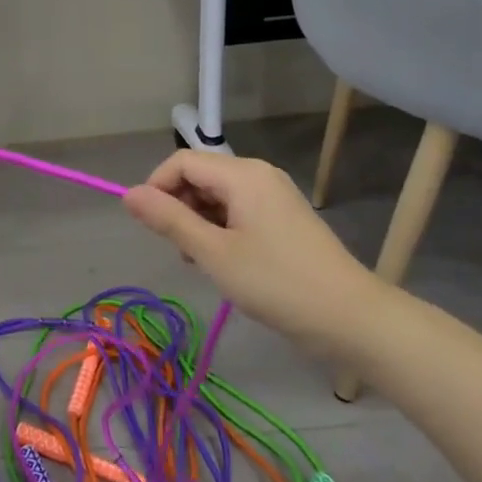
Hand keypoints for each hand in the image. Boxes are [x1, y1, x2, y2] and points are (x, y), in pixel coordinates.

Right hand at [123, 150, 381, 355]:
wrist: (353, 319)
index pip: (182, 162)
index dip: (157, 187)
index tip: (151, 227)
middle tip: (181, 251)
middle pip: (199, 176)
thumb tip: (128, 194)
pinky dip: (221, 229)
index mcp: (242, 174)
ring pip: (217, 195)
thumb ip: (169, 220)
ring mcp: (274, 196)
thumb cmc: (278, 283)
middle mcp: (258, 175)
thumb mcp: (214, 253)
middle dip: (179, 207)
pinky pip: (238, 210)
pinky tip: (225, 263)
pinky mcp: (284, 217)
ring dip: (198, 222)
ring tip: (203, 263)